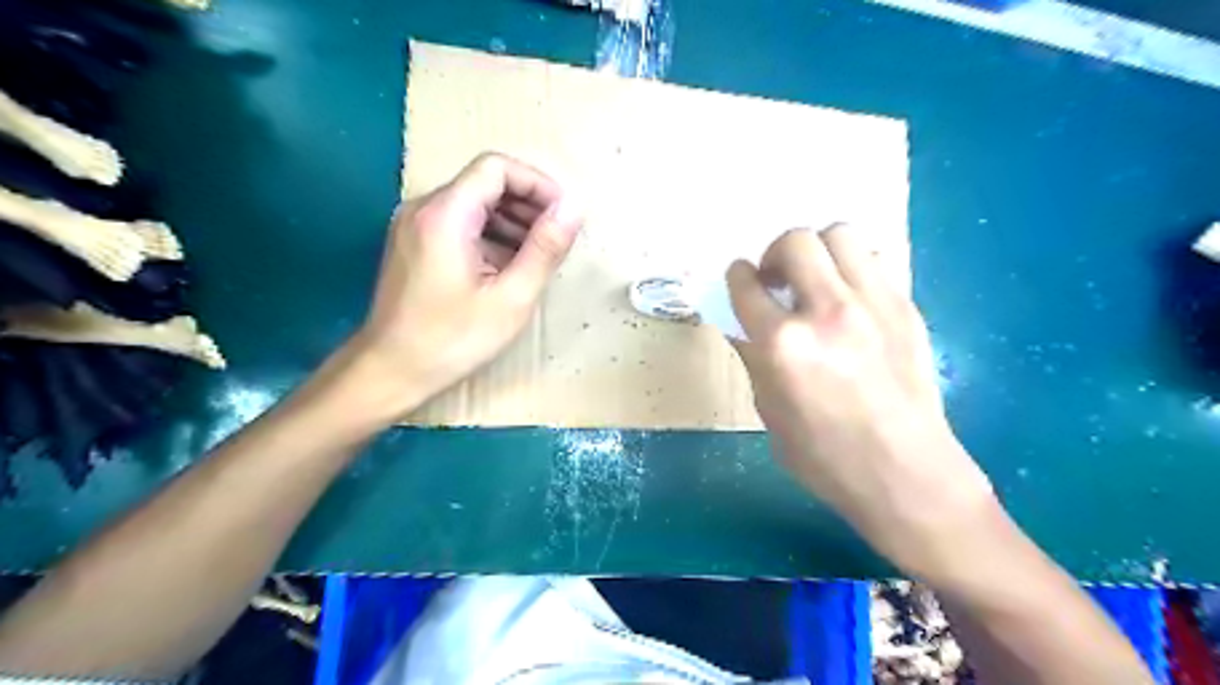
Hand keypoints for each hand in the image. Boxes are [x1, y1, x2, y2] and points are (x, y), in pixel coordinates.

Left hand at [339, 155, 582, 418]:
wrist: (390, 371)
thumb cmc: (453, 339)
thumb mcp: (511, 297)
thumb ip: (545, 248)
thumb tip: (574, 207)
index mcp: (445, 214)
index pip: (497, 167)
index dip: (537, 184)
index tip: (563, 216)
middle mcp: (424, 208)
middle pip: (485, 182)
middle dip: (527, 205)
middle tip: (555, 241)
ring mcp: (414, 225)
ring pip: (473, 203)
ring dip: (511, 222)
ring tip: (537, 257)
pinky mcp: (414, 244)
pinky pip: (459, 224)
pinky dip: (490, 236)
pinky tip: (507, 268)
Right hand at [728, 226, 996, 573]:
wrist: (906, 475)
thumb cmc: (825, 457)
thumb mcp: (769, 412)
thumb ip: (755, 360)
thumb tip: (746, 328)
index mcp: (783, 345)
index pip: (746, 283)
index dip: (738, 276)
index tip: (741, 279)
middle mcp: (827, 312)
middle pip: (796, 241)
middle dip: (775, 253)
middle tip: (776, 279)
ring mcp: (873, 304)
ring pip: (842, 235)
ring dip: (819, 251)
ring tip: (815, 280)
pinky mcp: (906, 308)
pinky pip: (875, 261)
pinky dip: (853, 268)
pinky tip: (849, 298)